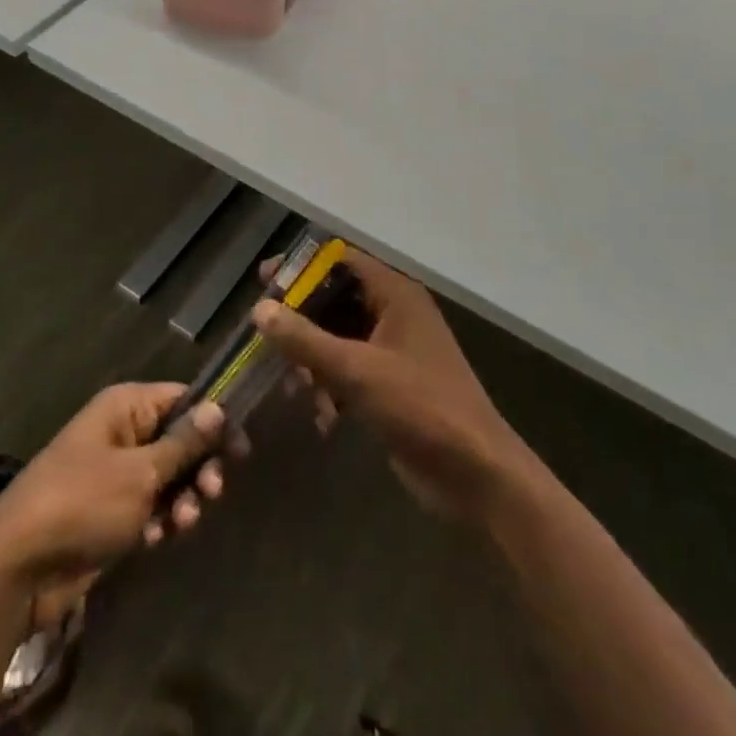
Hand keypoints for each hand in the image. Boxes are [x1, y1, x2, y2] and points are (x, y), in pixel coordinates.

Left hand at [0, 384, 231, 625]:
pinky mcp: (111, 512)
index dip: (214, 421)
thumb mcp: (140, 473)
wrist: (19, 566)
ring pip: (168, 477)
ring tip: (183, 522)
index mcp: (125, 408)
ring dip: (183, 499)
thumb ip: (183, 444)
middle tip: (213, 492)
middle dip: (200, 467)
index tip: (241, 449)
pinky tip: (157, 540)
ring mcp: (115, 474)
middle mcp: (122, 432)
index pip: (182, 399)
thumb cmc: (83, 503)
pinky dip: (160, 521)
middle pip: (179, 440)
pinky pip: (150, 507)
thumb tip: (218, 408)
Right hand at [254, 250, 530, 524]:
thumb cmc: (420, 407)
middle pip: (336, 299)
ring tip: (293, 386)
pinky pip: (351, 370)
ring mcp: (395, 350)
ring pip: (340, 337)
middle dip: (301, 318)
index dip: (302, 266)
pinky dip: (332, 386)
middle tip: (264, 333)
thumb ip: (304, 338)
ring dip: (313, 358)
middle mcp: (395, 313)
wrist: (476, 474)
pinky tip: (323, 418)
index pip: (341, 260)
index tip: (265, 280)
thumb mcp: (356, 370)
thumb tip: (259, 309)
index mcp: (395, 294)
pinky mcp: (393, 385)